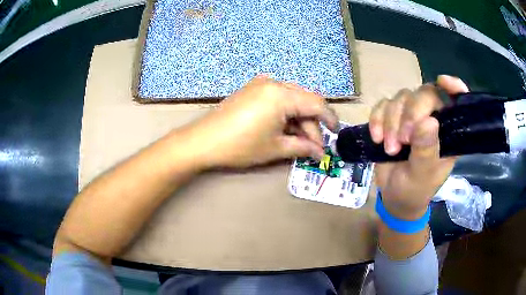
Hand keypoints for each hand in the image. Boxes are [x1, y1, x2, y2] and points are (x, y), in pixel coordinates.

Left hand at [187, 75, 337, 168]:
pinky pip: (278, 98)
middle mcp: (274, 83)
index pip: (316, 104)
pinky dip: (286, 114)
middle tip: (312, 148)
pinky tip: (284, 130)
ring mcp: (260, 84)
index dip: (329, 119)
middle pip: (304, 101)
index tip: (336, 133)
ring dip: (299, 120)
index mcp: (282, 94)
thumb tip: (319, 152)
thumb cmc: (240, 146)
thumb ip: (302, 147)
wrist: (202, 141)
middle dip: (312, 125)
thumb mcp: (275, 148)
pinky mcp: (252, 90)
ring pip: (292, 100)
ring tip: (298, 142)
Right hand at [370, 75, 468, 219]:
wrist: (394, 197)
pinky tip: (376, 137)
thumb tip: (428, 121)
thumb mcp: (423, 175)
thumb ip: (427, 150)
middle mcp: (431, 118)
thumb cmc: (416, 190)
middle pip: (422, 94)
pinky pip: (382, 105)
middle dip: (409, 115)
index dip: (452, 86)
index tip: (443, 81)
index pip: (454, 101)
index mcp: (447, 131)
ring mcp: (410, 117)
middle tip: (402, 141)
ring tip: (390, 149)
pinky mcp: (391, 119)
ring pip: (401, 98)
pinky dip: (377, 118)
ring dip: (391, 122)